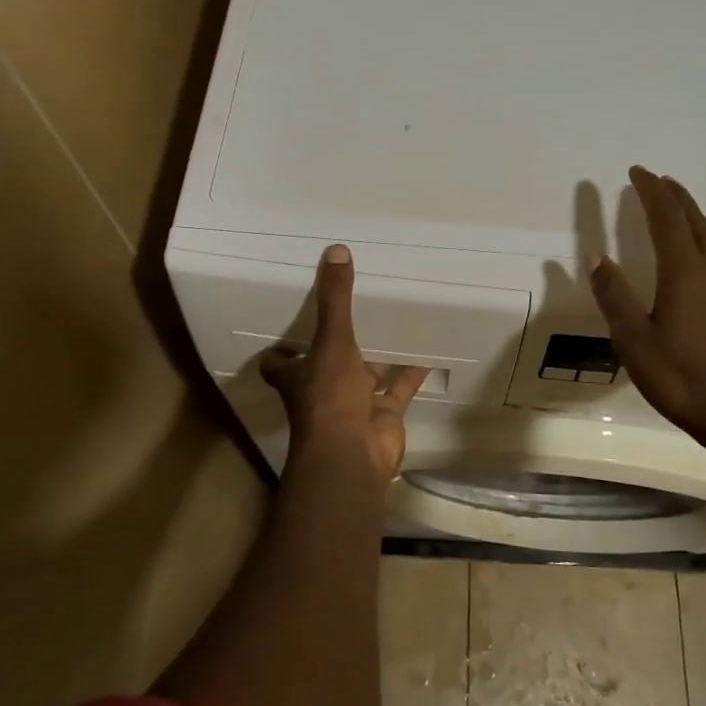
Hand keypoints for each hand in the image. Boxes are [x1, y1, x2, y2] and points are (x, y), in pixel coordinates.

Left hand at [260, 245, 428, 483]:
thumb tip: (335, 250)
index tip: (291, 322)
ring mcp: (353, 405)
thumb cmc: (331, 398)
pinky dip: (411, 373)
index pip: (280, 361)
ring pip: (365, 376)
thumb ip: (335, 300)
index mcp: (299, 375)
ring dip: (377, 357)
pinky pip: (399, 390)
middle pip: (326, 365)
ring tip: (392, 323)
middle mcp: (322, 389)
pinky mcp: (382, 415)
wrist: (354, 455)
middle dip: (337, 345)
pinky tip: (426, 350)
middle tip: (353, 311)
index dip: (283, 347)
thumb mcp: (332, 341)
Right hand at [588, 167, 705, 452]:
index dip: (650, 191)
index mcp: (687, 272)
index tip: (637, 172)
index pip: (666, 217)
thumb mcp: (635, 342)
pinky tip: (697, 263)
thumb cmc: (686, 380)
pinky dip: (702, 246)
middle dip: (674, 197)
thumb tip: (596, 256)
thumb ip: (614, 297)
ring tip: (674, 214)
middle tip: (657, 181)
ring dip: (690, 220)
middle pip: (695, 220)